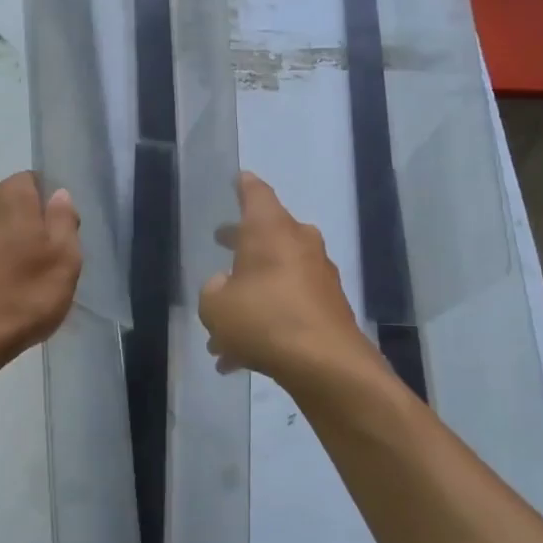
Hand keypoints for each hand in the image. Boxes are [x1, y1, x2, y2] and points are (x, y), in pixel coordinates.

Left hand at [0, 171, 81, 374]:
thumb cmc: (23, 294)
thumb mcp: (65, 258)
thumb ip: (64, 220)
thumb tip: (58, 195)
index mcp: (9, 193)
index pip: (35, 182)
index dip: (50, 209)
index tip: (58, 240)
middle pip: (11, 204)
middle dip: (26, 226)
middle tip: (42, 264)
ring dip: (4, 246)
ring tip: (18, 282)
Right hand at [199, 171, 376, 387]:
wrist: (324, 362)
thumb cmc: (262, 319)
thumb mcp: (215, 306)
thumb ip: (213, 291)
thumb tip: (224, 286)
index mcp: (269, 230)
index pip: (256, 194)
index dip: (244, 186)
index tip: (239, 180)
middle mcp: (298, 243)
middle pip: (267, 234)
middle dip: (242, 242)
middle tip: (221, 243)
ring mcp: (318, 275)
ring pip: (276, 276)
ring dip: (251, 295)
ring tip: (222, 331)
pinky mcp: (329, 306)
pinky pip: (289, 306)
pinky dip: (267, 322)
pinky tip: (241, 358)